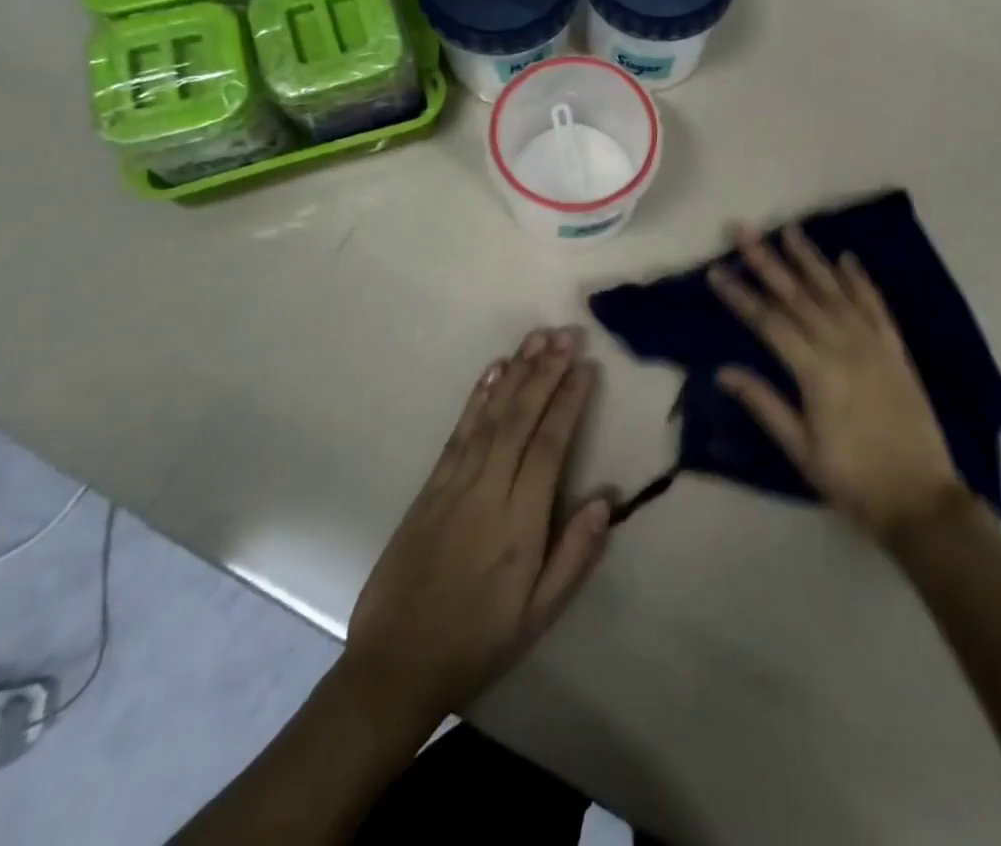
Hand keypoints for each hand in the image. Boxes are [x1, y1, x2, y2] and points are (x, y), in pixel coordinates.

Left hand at [341, 328, 611, 735]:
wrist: (395, 666)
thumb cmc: (478, 641)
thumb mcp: (538, 615)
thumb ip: (574, 556)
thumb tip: (605, 500)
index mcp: (519, 524)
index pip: (548, 447)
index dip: (568, 403)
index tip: (585, 366)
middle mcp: (487, 492)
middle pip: (520, 420)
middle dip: (545, 372)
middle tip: (566, 334)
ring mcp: (453, 486)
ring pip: (490, 417)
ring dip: (515, 374)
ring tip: (536, 339)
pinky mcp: (429, 487)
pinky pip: (458, 433)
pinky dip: (476, 398)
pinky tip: (492, 373)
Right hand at [709, 226, 964, 544]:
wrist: (920, 499)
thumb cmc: (852, 479)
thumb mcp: (800, 449)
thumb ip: (764, 403)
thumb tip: (723, 370)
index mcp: (816, 372)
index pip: (768, 322)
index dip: (740, 295)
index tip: (716, 271)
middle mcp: (843, 346)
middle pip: (798, 295)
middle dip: (768, 260)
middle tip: (744, 230)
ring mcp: (873, 344)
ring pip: (836, 291)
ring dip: (811, 259)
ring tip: (790, 229)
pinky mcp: (896, 349)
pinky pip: (876, 305)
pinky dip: (860, 280)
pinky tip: (846, 258)